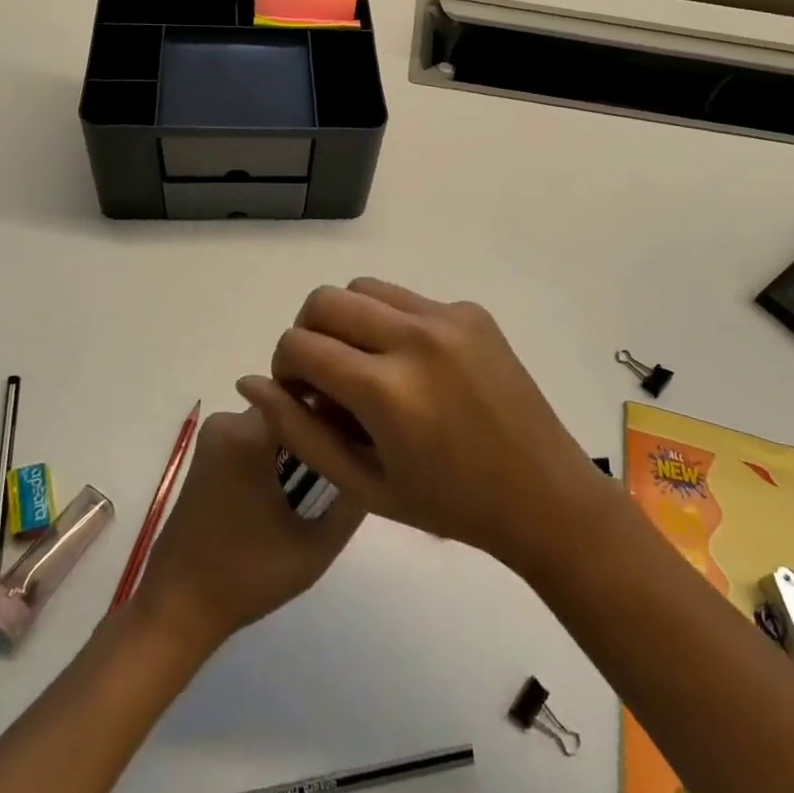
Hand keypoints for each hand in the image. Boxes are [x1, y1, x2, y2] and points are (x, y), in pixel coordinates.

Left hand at [133, 409, 363, 651]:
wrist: (178, 606)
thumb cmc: (247, 576)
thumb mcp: (314, 547)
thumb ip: (352, 501)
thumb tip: (375, 461)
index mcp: (249, 435)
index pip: (310, 400)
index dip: (343, 414)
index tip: (368, 436)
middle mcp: (228, 421)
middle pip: (292, 408)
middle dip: (321, 429)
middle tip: (353, 460)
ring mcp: (214, 434)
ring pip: (275, 422)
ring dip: (300, 442)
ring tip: (327, 477)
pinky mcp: (208, 450)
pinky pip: (255, 435)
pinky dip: (278, 452)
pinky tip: (295, 485)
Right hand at [236, 279, 598, 574]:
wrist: (543, 494)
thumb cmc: (448, 504)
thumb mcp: (362, 484)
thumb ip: (298, 431)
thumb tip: (250, 382)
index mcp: (386, 390)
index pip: (299, 344)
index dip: (284, 367)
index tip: (300, 394)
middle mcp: (415, 338)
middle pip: (324, 300)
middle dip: (307, 333)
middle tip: (324, 375)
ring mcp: (448, 318)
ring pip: (363, 288)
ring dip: (346, 320)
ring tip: (364, 366)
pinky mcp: (471, 311)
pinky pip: (407, 300)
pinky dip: (389, 322)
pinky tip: (411, 367)